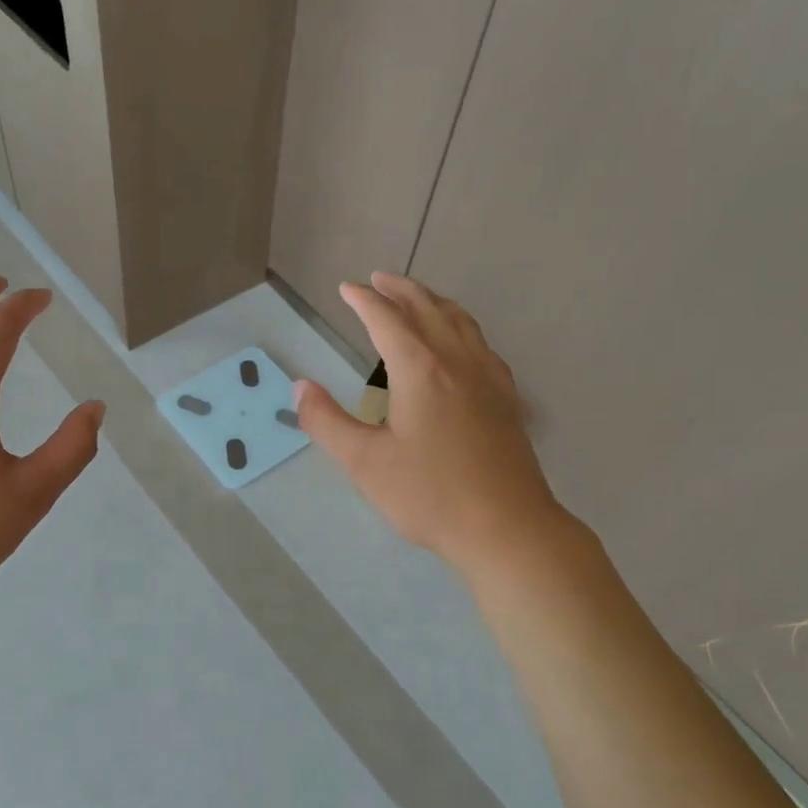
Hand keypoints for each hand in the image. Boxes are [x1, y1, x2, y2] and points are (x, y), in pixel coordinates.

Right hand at [295, 273, 566, 575]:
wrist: (506, 527)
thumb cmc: (430, 495)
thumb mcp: (364, 462)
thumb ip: (326, 421)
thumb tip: (300, 387)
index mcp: (420, 369)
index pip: (387, 320)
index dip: (364, 301)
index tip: (347, 288)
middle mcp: (457, 361)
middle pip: (428, 309)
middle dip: (400, 290)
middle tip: (379, 280)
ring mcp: (489, 377)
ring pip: (461, 322)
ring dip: (434, 302)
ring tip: (417, 298)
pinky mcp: (507, 398)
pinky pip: (481, 344)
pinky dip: (462, 327)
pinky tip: (461, 344)